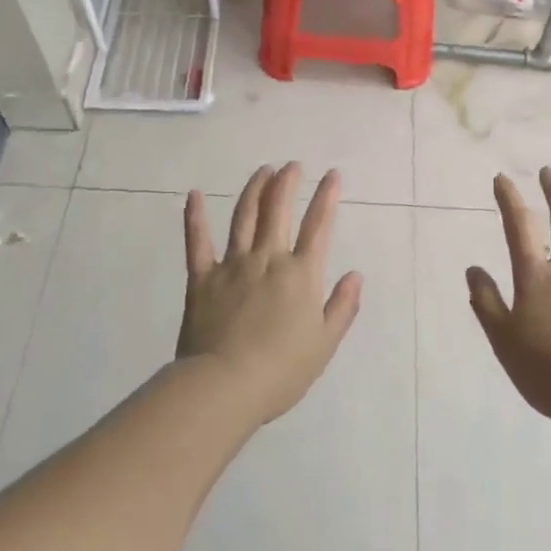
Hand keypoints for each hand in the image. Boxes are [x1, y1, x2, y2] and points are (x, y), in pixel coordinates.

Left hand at [178, 163, 362, 425]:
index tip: (332, 175)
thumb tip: (355, 275)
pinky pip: (198, 241)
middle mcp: (268, 259)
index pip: (318, 226)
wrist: (225, 385)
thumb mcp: (324, 344)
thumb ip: (342, 307)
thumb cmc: (281, 371)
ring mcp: (233, 265)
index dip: (327, 197)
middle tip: (292, 165)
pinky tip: (195, 195)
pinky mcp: (202, 278)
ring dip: (254, 190)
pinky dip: (195, 216)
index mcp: (300, 274)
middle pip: (278, 210)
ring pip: (244, 217)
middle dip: (287, 183)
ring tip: (263, 170)